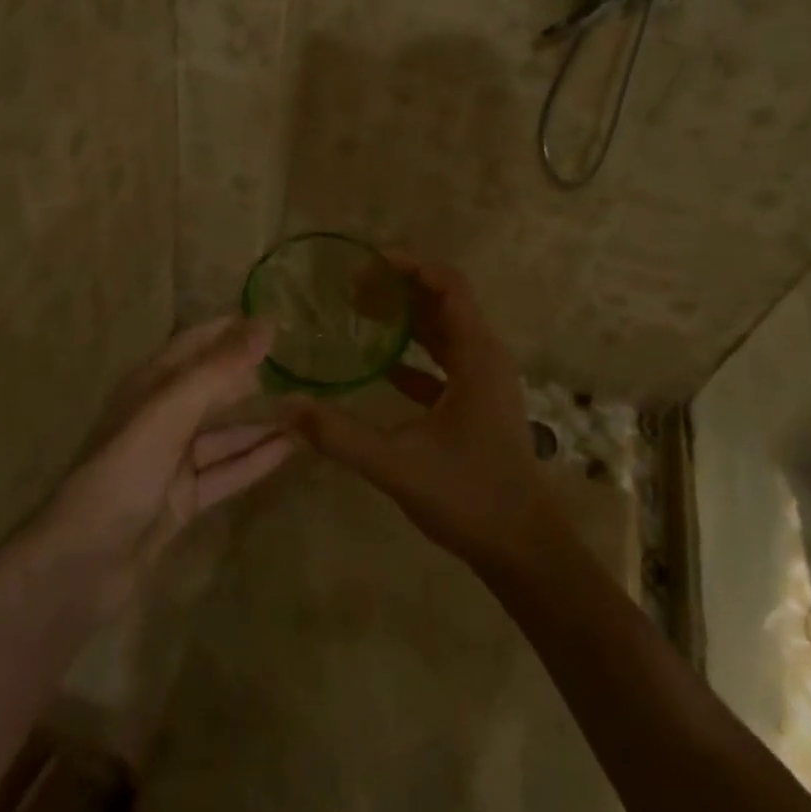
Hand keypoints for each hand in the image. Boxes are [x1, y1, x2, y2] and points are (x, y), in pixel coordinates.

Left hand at [34, 316, 290, 618]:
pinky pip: (227, 470)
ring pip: (227, 431)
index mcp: (150, 385)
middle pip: (216, 388)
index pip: (197, 343)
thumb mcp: (170, 412)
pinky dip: (257, 459)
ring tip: (311, 410)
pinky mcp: (185, 498)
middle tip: (307, 368)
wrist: (82, 565)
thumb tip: (266, 324)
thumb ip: (219, 369)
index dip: (233, 330)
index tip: (279, 322)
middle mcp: (163, 416)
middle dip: (256, 377)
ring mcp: (174, 460)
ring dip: (263, 421)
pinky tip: (292, 449)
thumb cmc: (122, 472)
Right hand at [278, 256, 558, 569]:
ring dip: (408, 319)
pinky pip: (446, 363)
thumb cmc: (470, 497)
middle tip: (351, 287)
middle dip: (401, 289)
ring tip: (360, 312)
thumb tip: (286, 409)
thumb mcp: (398, 465)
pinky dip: (416, 355)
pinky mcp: (478, 403)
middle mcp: (485, 357)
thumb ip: (341, 436)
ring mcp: (485, 381)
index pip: (449, 285)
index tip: (368, 262)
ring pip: (445, 332)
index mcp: (477, 356)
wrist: (523, 548)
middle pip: (444, 303)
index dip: (411, 266)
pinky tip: (381, 364)